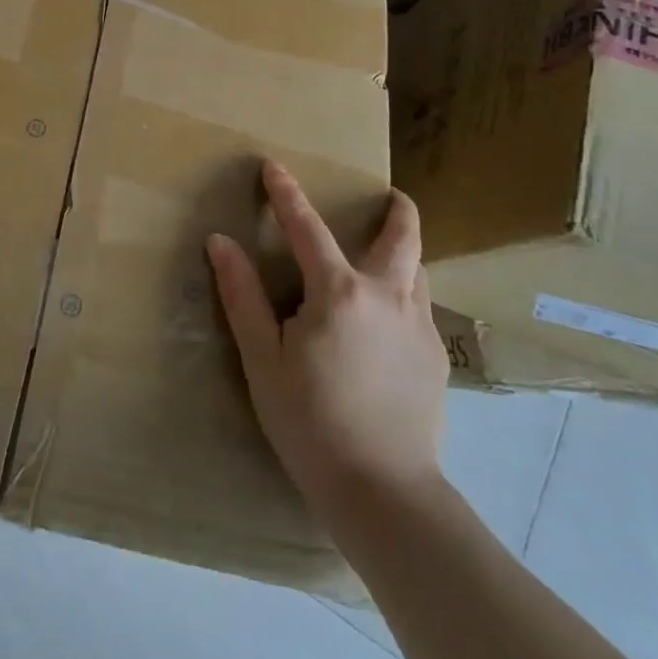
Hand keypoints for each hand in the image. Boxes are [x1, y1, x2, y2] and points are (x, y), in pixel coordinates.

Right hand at [207, 162, 446, 519]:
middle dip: (398, 210)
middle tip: (392, 195)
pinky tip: (394, 320)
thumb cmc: (310, 421)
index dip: (286, 193)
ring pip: (420, 271)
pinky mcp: (436, 359)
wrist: (384, 492)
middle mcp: (387, 296)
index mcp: (338, 291)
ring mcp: (419, 327)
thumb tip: (221, 241)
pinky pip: (423, 308)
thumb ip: (242, 295)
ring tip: (393, 253)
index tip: (273, 166)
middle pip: (401, 237)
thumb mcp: (262, 358)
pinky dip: (409, 294)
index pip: (308, 226)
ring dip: (407, 252)